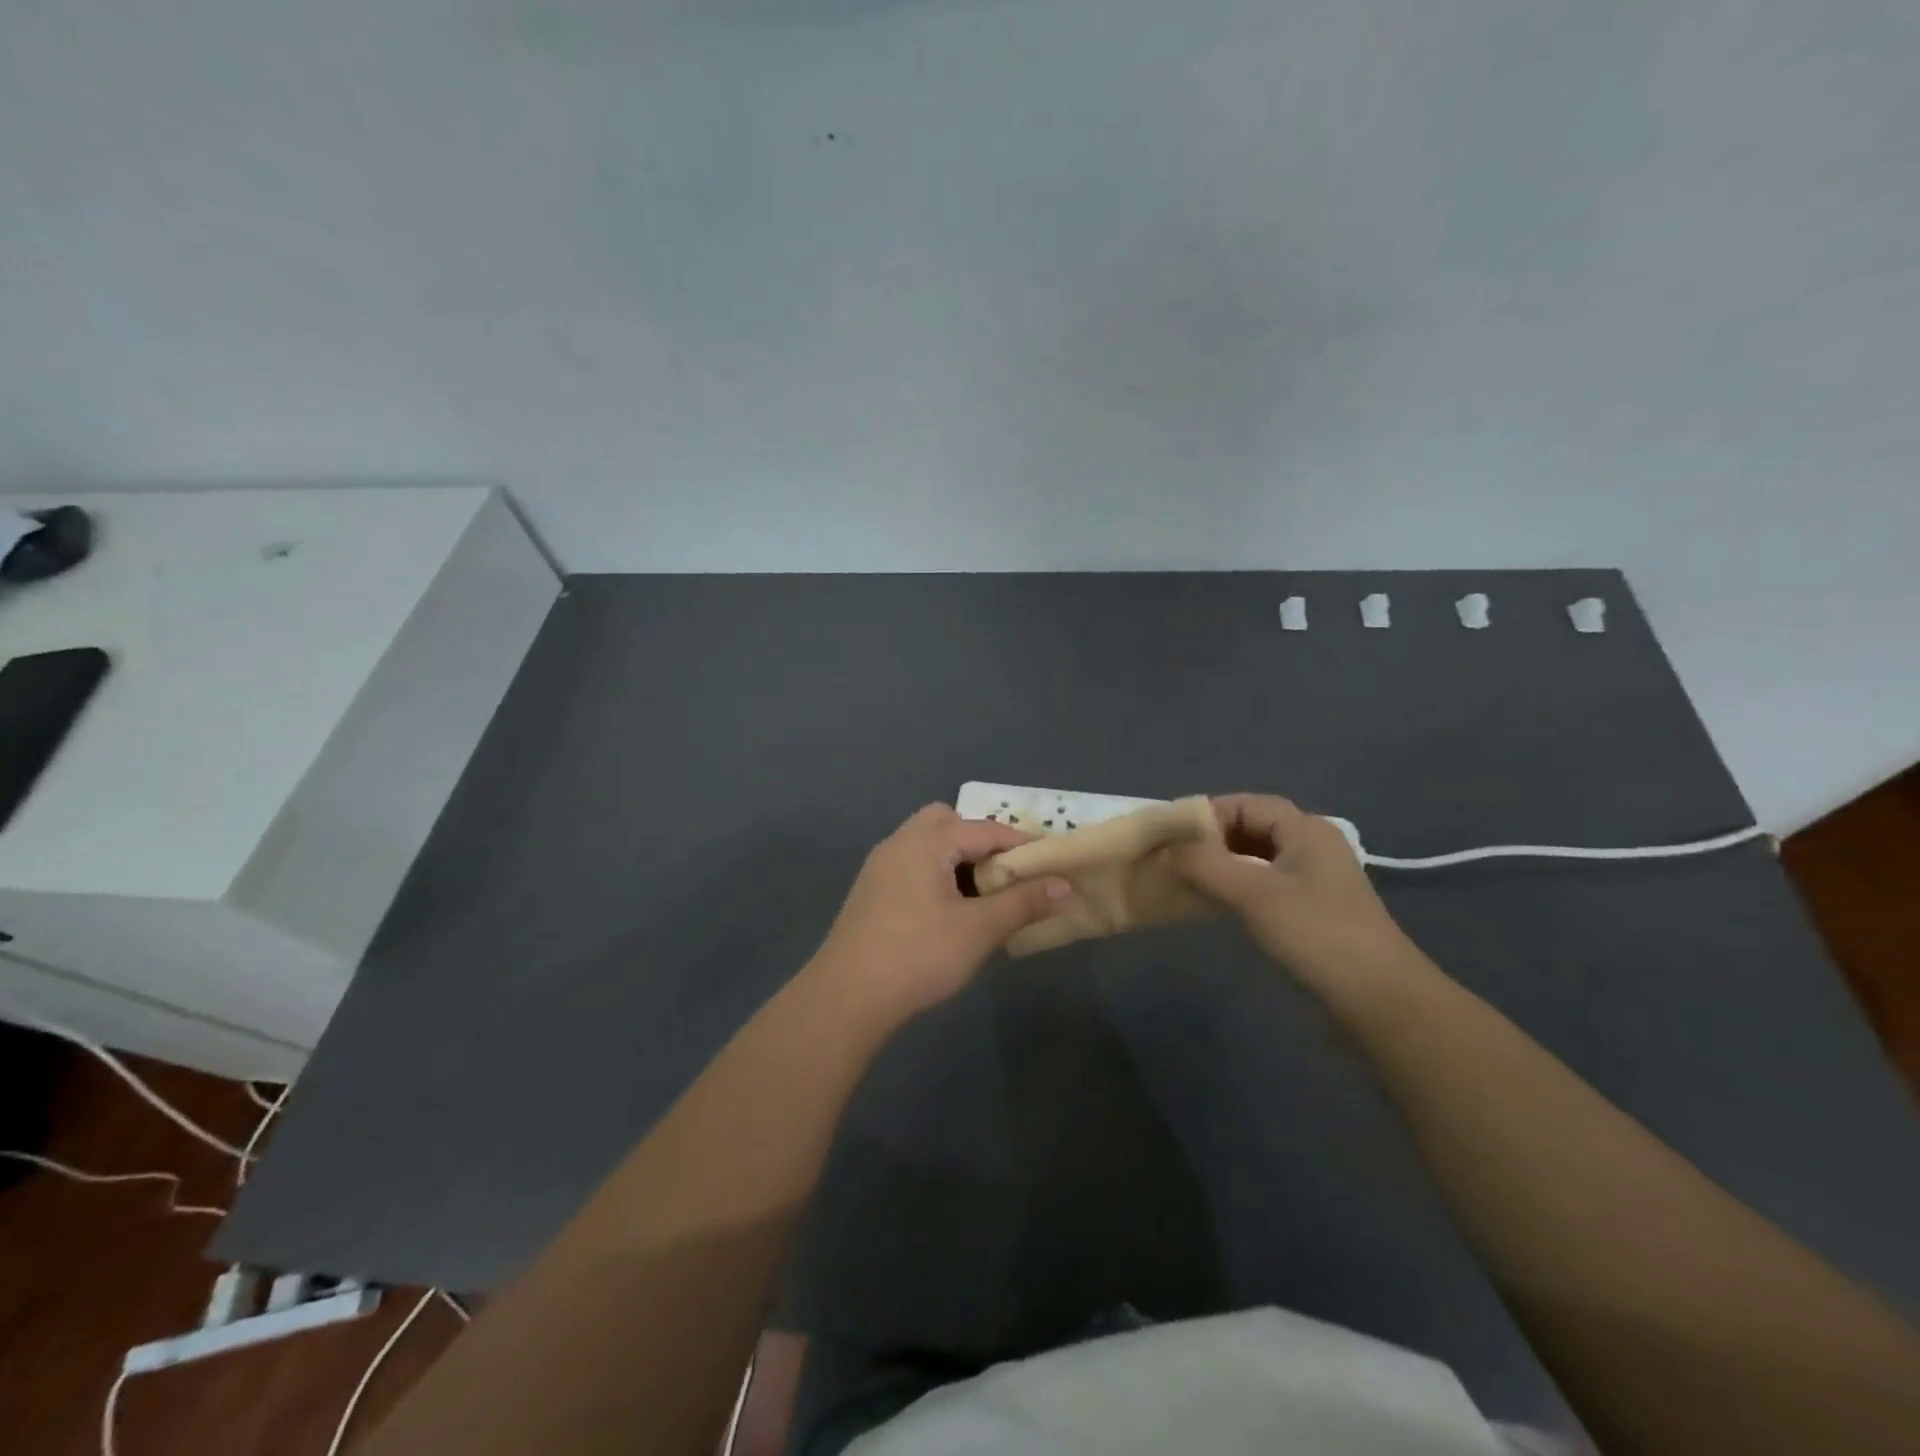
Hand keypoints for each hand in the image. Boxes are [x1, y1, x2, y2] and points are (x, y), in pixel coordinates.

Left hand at [810, 805, 1071, 1017]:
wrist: (846, 997)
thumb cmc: (918, 955)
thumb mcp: (979, 930)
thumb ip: (1023, 903)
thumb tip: (1064, 885)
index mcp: (927, 841)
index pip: (985, 829)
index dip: (1021, 844)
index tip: (1050, 861)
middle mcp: (900, 842)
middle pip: (947, 823)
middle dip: (980, 842)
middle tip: (1005, 874)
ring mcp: (880, 866)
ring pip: (926, 845)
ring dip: (957, 859)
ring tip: (982, 894)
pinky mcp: (870, 892)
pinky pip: (912, 866)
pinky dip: (936, 874)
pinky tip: (948, 911)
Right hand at [1171, 794, 1414, 984]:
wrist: (1380, 999)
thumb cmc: (1315, 933)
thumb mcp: (1253, 894)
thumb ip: (1204, 865)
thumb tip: (1164, 850)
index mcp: (1306, 829)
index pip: (1246, 804)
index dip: (1207, 814)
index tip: (1171, 835)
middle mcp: (1313, 846)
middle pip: (1252, 827)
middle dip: (1212, 839)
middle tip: (1175, 859)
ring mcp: (1317, 880)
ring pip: (1258, 858)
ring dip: (1224, 864)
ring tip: (1189, 880)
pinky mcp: (1315, 910)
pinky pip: (1267, 883)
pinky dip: (1239, 886)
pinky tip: (1219, 904)